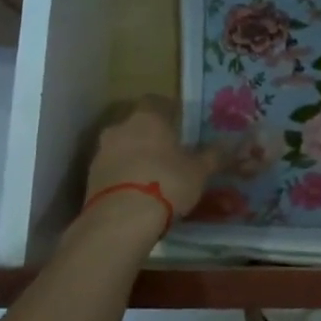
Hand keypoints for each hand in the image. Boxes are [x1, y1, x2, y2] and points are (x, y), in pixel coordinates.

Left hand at [82, 97, 217, 225]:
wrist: (121, 219)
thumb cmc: (167, 183)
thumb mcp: (199, 171)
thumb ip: (214, 156)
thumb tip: (229, 145)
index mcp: (148, 117)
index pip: (156, 101)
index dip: (169, 111)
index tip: (180, 125)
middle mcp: (120, 127)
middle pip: (137, 125)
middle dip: (151, 136)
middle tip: (170, 153)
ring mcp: (101, 152)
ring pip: (122, 147)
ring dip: (135, 157)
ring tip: (154, 177)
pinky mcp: (90, 177)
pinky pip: (112, 169)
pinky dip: (124, 176)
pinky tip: (138, 193)